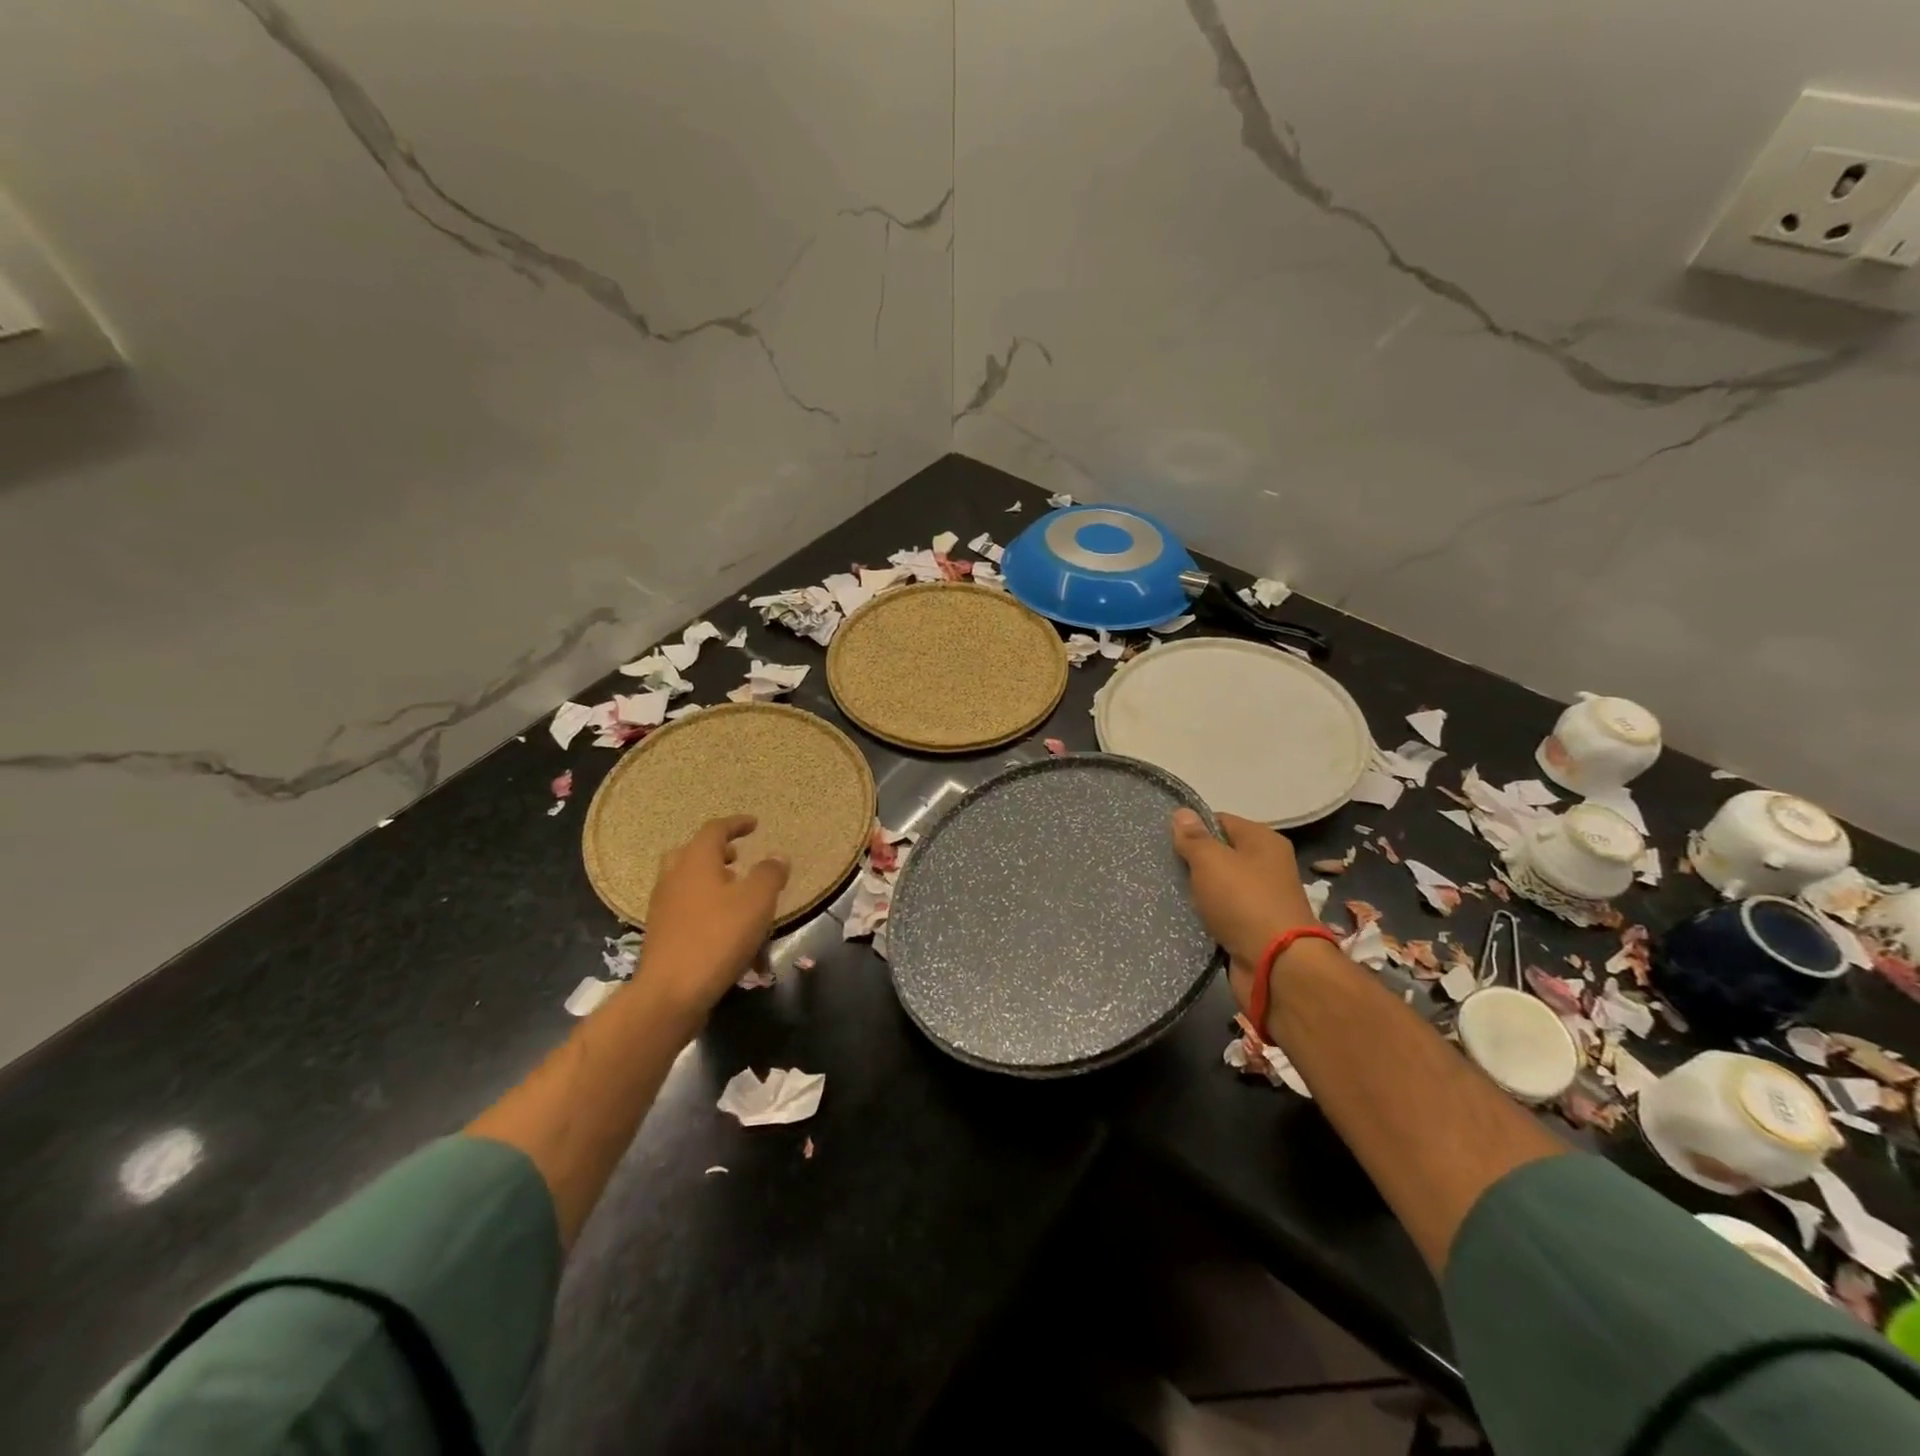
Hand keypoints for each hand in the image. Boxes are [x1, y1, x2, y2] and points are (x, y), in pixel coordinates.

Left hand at [641, 815, 789, 1022]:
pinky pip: (686, 909)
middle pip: (691, 853)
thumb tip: (776, 857)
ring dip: (712, 881)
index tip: (754, 824)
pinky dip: (706, 907)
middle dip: (717, 852)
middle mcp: (673, 878)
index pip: (715, 830)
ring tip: (737, 894)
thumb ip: (770, 874)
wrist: (671, 993)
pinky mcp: (662, 935)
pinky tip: (726, 928)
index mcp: (695, 861)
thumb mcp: (757, 901)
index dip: (736, 824)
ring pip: (687, 882)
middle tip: (738, 857)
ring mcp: (663, 908)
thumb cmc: (718, 937)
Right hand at [1171, 809, 1321, 994]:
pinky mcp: (1253, 928)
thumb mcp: (1211, 861)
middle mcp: (1267, 866)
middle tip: (1163, 867)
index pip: (1221, 821)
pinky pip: (1222, 914)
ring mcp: (1261, 899)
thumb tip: (1182, 813)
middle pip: (1220, 854)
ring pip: (1219, 887)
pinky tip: (1183, 917)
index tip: (1166, 841)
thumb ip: (1194, 838)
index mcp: (1263, 841)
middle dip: (1192, 862)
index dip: (1193, 828)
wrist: (1276, 966)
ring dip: (1197, 892)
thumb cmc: (1244, 901)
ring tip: (1167, 892)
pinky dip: (1206, 916)